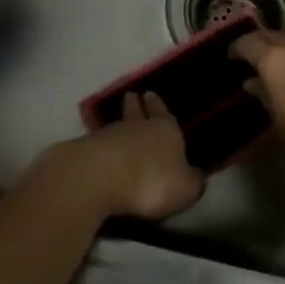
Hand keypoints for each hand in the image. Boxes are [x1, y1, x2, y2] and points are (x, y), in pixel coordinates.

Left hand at [33, 93, 204, 221]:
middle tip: (133, 96)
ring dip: (119, 125)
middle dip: (135, 104)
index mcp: (166, 130)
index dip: (159, 106)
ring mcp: (108, 135)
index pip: (163, 113)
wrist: (100, 177)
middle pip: (135, 110)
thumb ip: (192, 181)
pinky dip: (102, 145)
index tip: (151, 94)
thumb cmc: (152, 180)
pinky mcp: (86, 148)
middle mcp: (137, 126)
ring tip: (119, 125)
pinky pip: (98, 143)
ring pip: (116, 125)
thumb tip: (198, 176)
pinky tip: (102, 149)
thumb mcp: (185, 188)